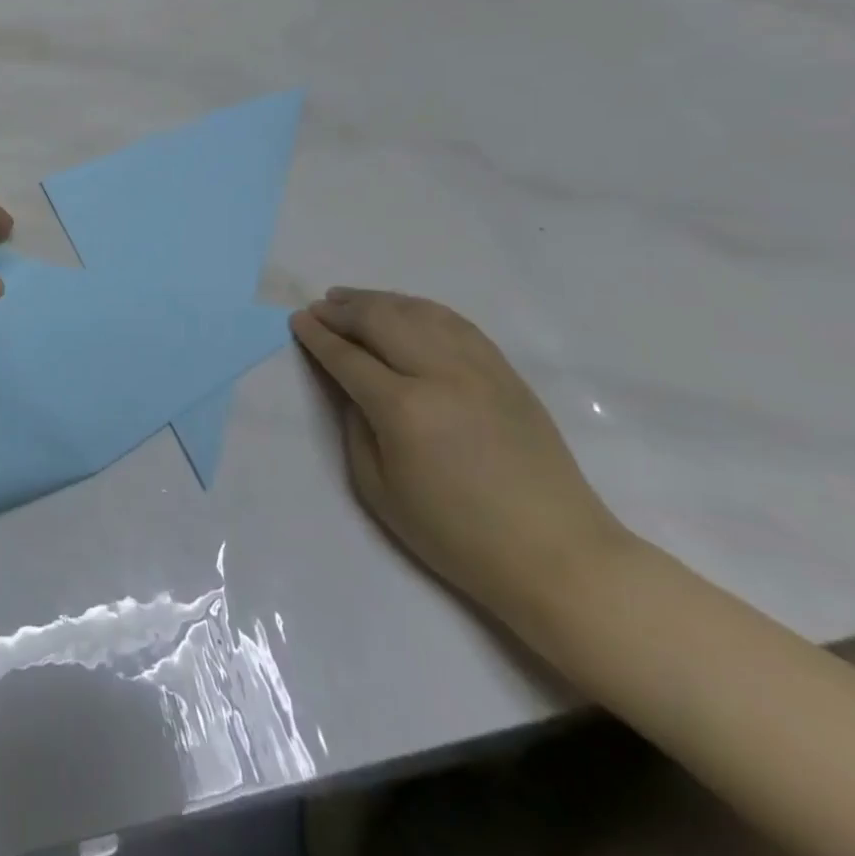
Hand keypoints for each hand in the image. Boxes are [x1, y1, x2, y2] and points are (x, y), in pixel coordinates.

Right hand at [291, 289, 631, 626]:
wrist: (557, 555)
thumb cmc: (456, 533)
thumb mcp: (379, 490)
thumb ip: (356, 428)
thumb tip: (353, 389)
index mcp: (404, 409)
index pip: (348, 357)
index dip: (318, 336)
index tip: (297, 320)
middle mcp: (441, 375)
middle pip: (382, 321)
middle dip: (343, 310)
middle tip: (319, 307)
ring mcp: (480, 369)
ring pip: (420, 313)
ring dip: (380, 301)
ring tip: (353, 299)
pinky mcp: (506, 373)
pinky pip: (457, 324)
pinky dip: (423, 309)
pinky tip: (406, 310)